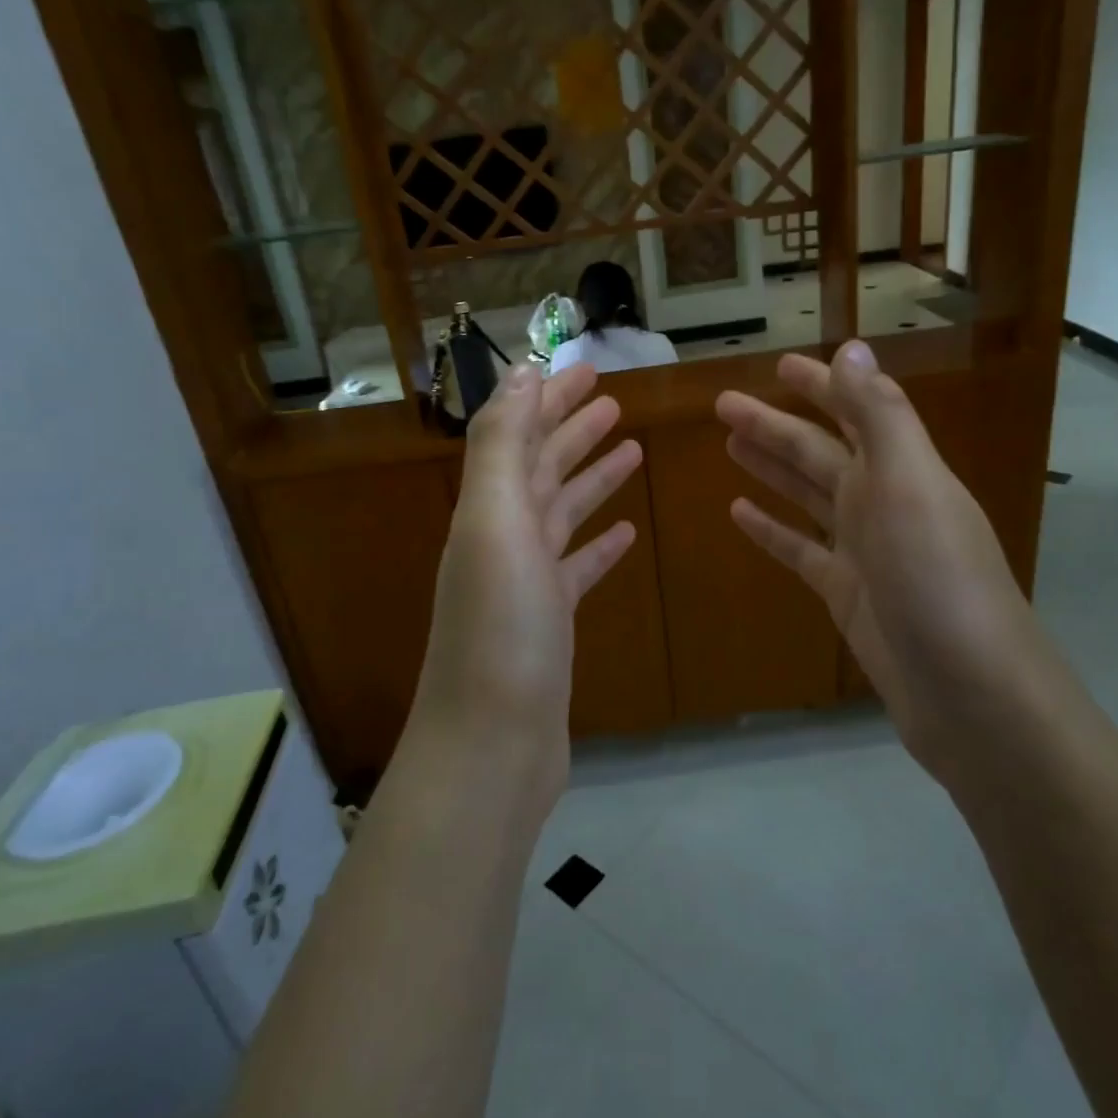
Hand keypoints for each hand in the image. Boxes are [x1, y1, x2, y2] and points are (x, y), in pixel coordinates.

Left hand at [412, 363, 642, 798]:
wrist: (492, 747)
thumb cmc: (500, 631)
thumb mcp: (495, 525)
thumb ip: (501, 447)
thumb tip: (518, 375)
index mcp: (487, 510)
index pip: (516, 435)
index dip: (546, 398)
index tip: (584, 369)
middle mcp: (501, 539)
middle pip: (540, 468)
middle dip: (571, 428)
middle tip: (614, 398)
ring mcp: (526, 584)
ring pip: (561, 513)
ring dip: (590, 478)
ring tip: (630, 449)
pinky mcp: (550, 623)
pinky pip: (577, 569)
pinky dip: (598, 545)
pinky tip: (626, 534)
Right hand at [715, 341, 1045, 780]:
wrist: (969, 692)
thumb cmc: (937, 579)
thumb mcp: (910, 484)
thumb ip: (880, 414)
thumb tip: (852, 345)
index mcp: (901, 469)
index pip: (856, 410)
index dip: (821, 385)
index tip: (778, 365)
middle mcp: (883, 502)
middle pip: (819, 452)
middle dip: (774, 425)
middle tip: (723, 406)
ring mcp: (864, 551)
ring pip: (806, 495)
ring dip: (771, 468)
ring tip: (729, 446)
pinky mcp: (846, 594)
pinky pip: (800, 549)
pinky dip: (771, 529)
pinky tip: (739, 513)